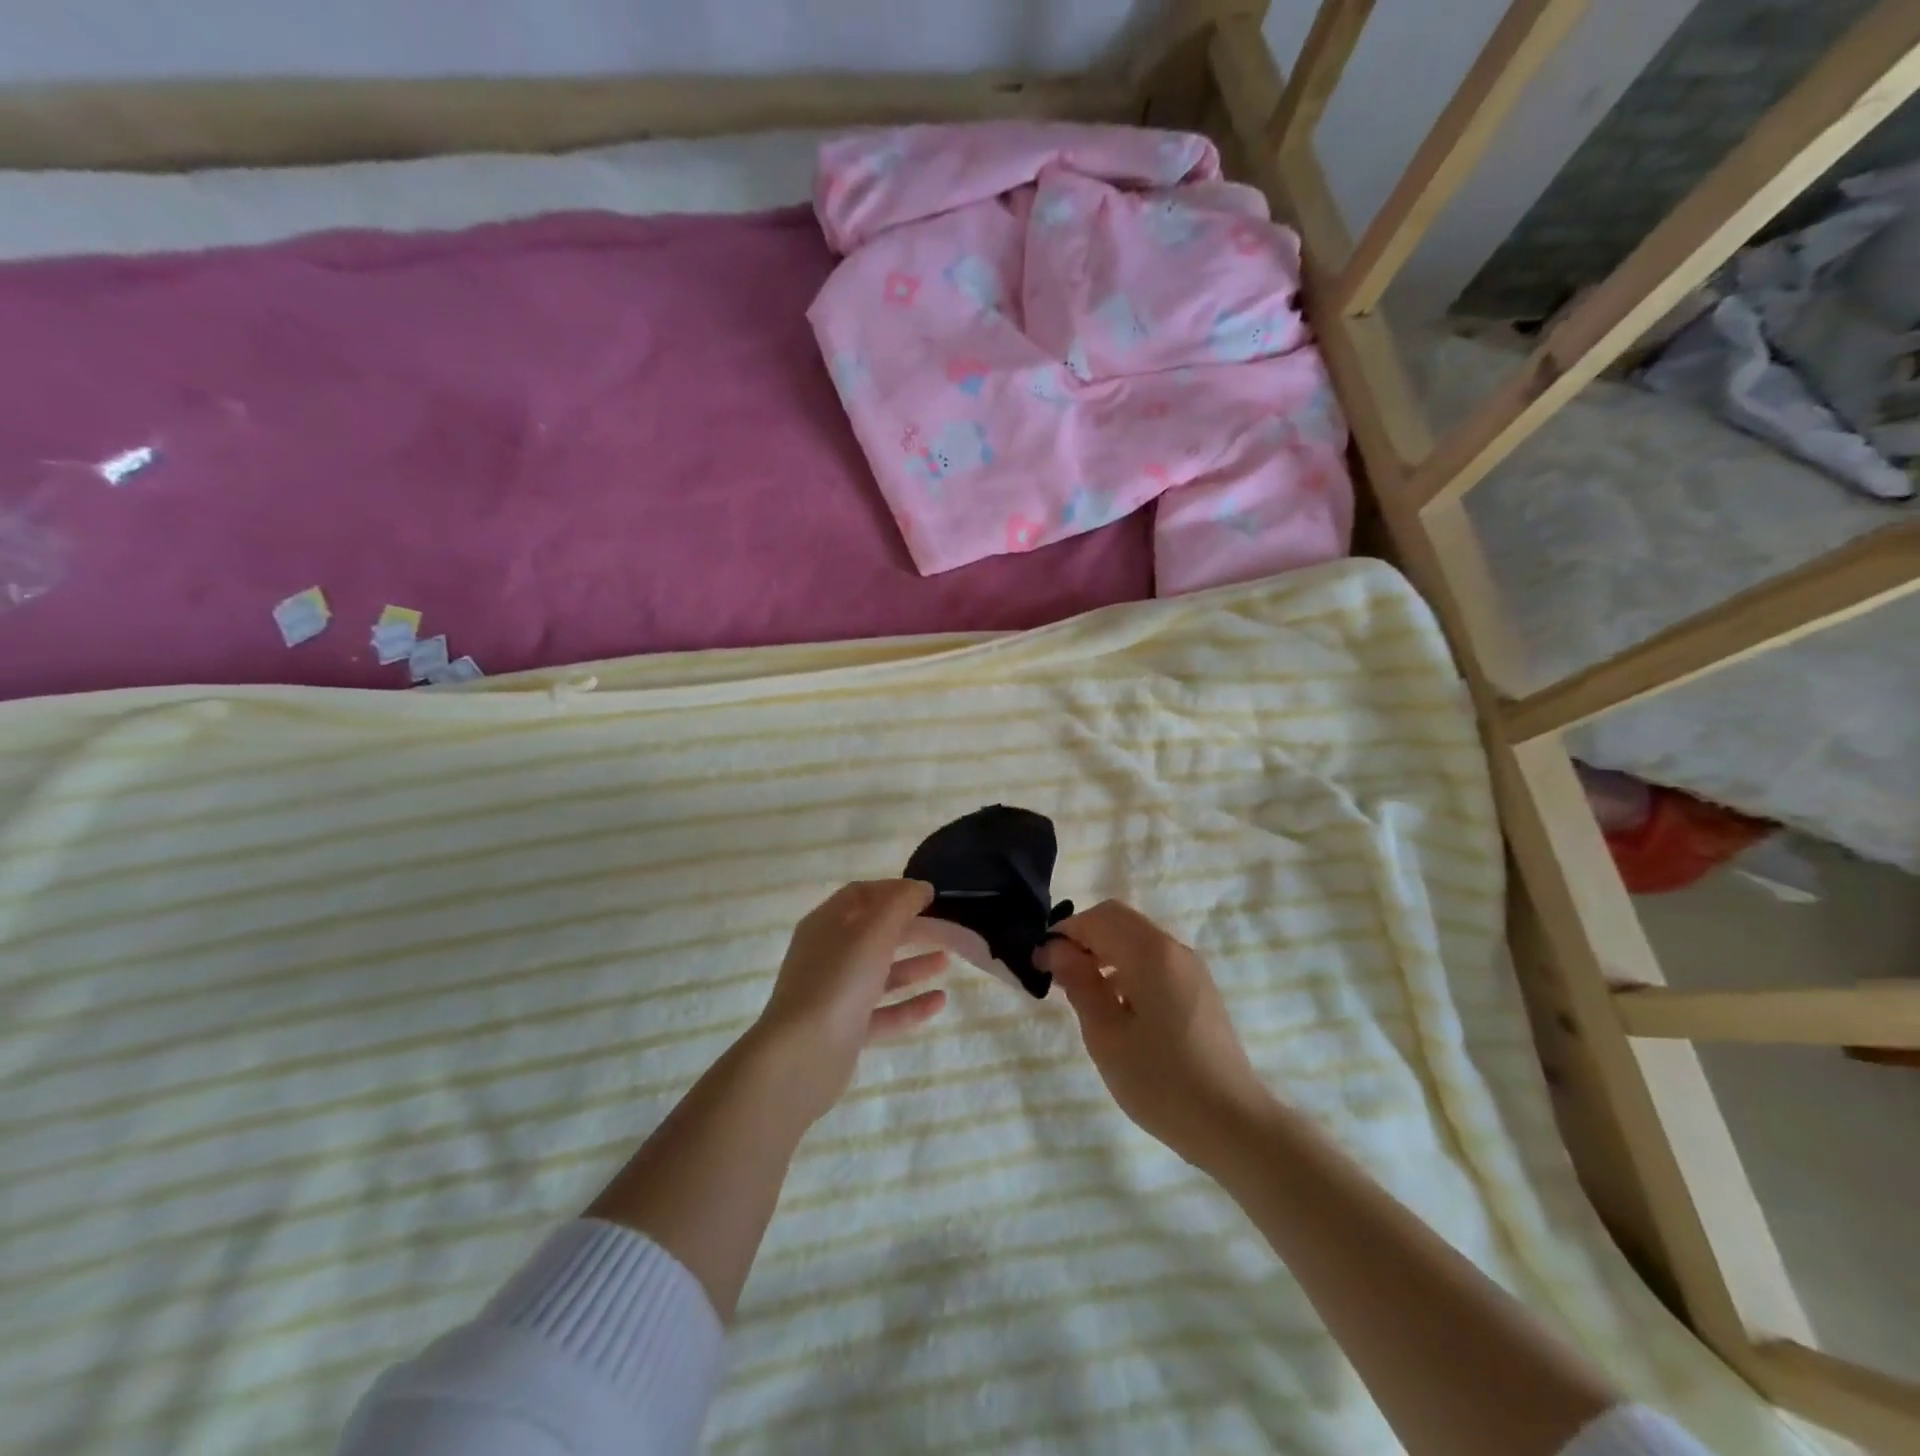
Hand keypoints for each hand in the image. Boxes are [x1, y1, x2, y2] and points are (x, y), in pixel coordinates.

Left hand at [751, 879, 946, 1125]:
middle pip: (873, 934)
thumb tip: (920, 887)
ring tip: (947, 962)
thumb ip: (900, 904)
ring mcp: (836, 994)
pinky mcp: (846, 1030)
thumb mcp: (873, 931)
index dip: (894, 890)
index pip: (861, 895)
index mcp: (826, 924)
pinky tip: (940, 1001)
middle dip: (910, 929)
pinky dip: (910, 1005)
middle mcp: (828, 955)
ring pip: (879, 973)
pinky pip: (883, 1012)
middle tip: (947, 928)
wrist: (802, 1056)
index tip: (928, 895)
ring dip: (913, 965)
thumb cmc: (838, 981)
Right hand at [1036, 900, 1273, 1169]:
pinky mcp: (1199, 988)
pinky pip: (1154, 959)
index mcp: (1151, 953)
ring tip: (1084, 993)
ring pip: (1136, 937)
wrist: (1233, 1124)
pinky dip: (1127, 966)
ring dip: (1105, 951)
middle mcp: (1173, 948)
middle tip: (1060, 976)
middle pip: (1118, 919)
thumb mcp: (1106, 1036)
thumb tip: (1056, 949)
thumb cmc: (1161, 1081)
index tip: (1041, 965)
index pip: (1097, 918)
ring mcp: (1191, 968)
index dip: (1064, 934)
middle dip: (1084, 938)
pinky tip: (1118, 1007)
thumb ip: (1079, 984)